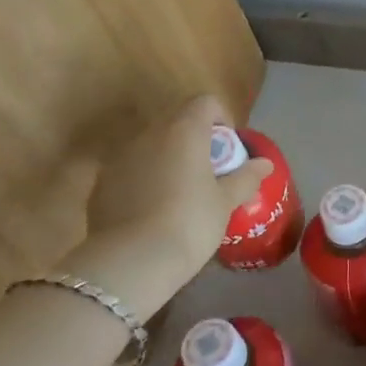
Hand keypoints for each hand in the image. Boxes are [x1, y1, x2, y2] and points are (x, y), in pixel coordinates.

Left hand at [69, 95, 272, 317]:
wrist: (132, 262)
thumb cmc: (189, 223)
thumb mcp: (225, 202)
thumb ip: (246, 177)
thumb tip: (265, 164)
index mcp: (184, 130)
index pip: (205, 103)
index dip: (220, 119)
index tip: (227, 149)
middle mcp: (150, 134)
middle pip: (176, 121)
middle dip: (194, 140)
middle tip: (207, 173)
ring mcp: (120, 157)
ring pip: (151, 146)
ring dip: (166, 159)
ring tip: (178, 194)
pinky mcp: (101, 183)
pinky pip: (129, 170)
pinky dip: (143, 180)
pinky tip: (150, 212)